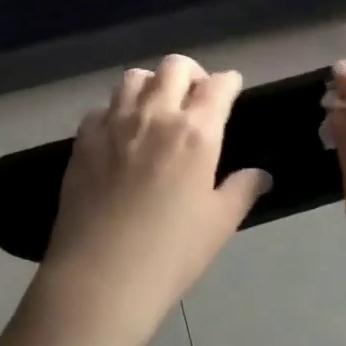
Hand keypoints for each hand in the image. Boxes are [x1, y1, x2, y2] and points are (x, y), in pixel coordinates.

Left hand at [39, 55, 268, 339]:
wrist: (100, 279)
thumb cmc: (170, 254)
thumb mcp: (219, 224)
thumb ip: (242, 190)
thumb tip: (261, 175)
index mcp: (196, 132)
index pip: (218, 85)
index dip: (228, 82)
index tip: (231, 87)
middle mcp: (156, 114)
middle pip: (174, 66)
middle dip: (191, 73)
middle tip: (195, 96)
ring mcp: (115, 123)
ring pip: (134, 77)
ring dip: (151, 85)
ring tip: (156, 108)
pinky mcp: (84, 138)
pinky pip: (102, 107)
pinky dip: (116, 111)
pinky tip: (120, 134)